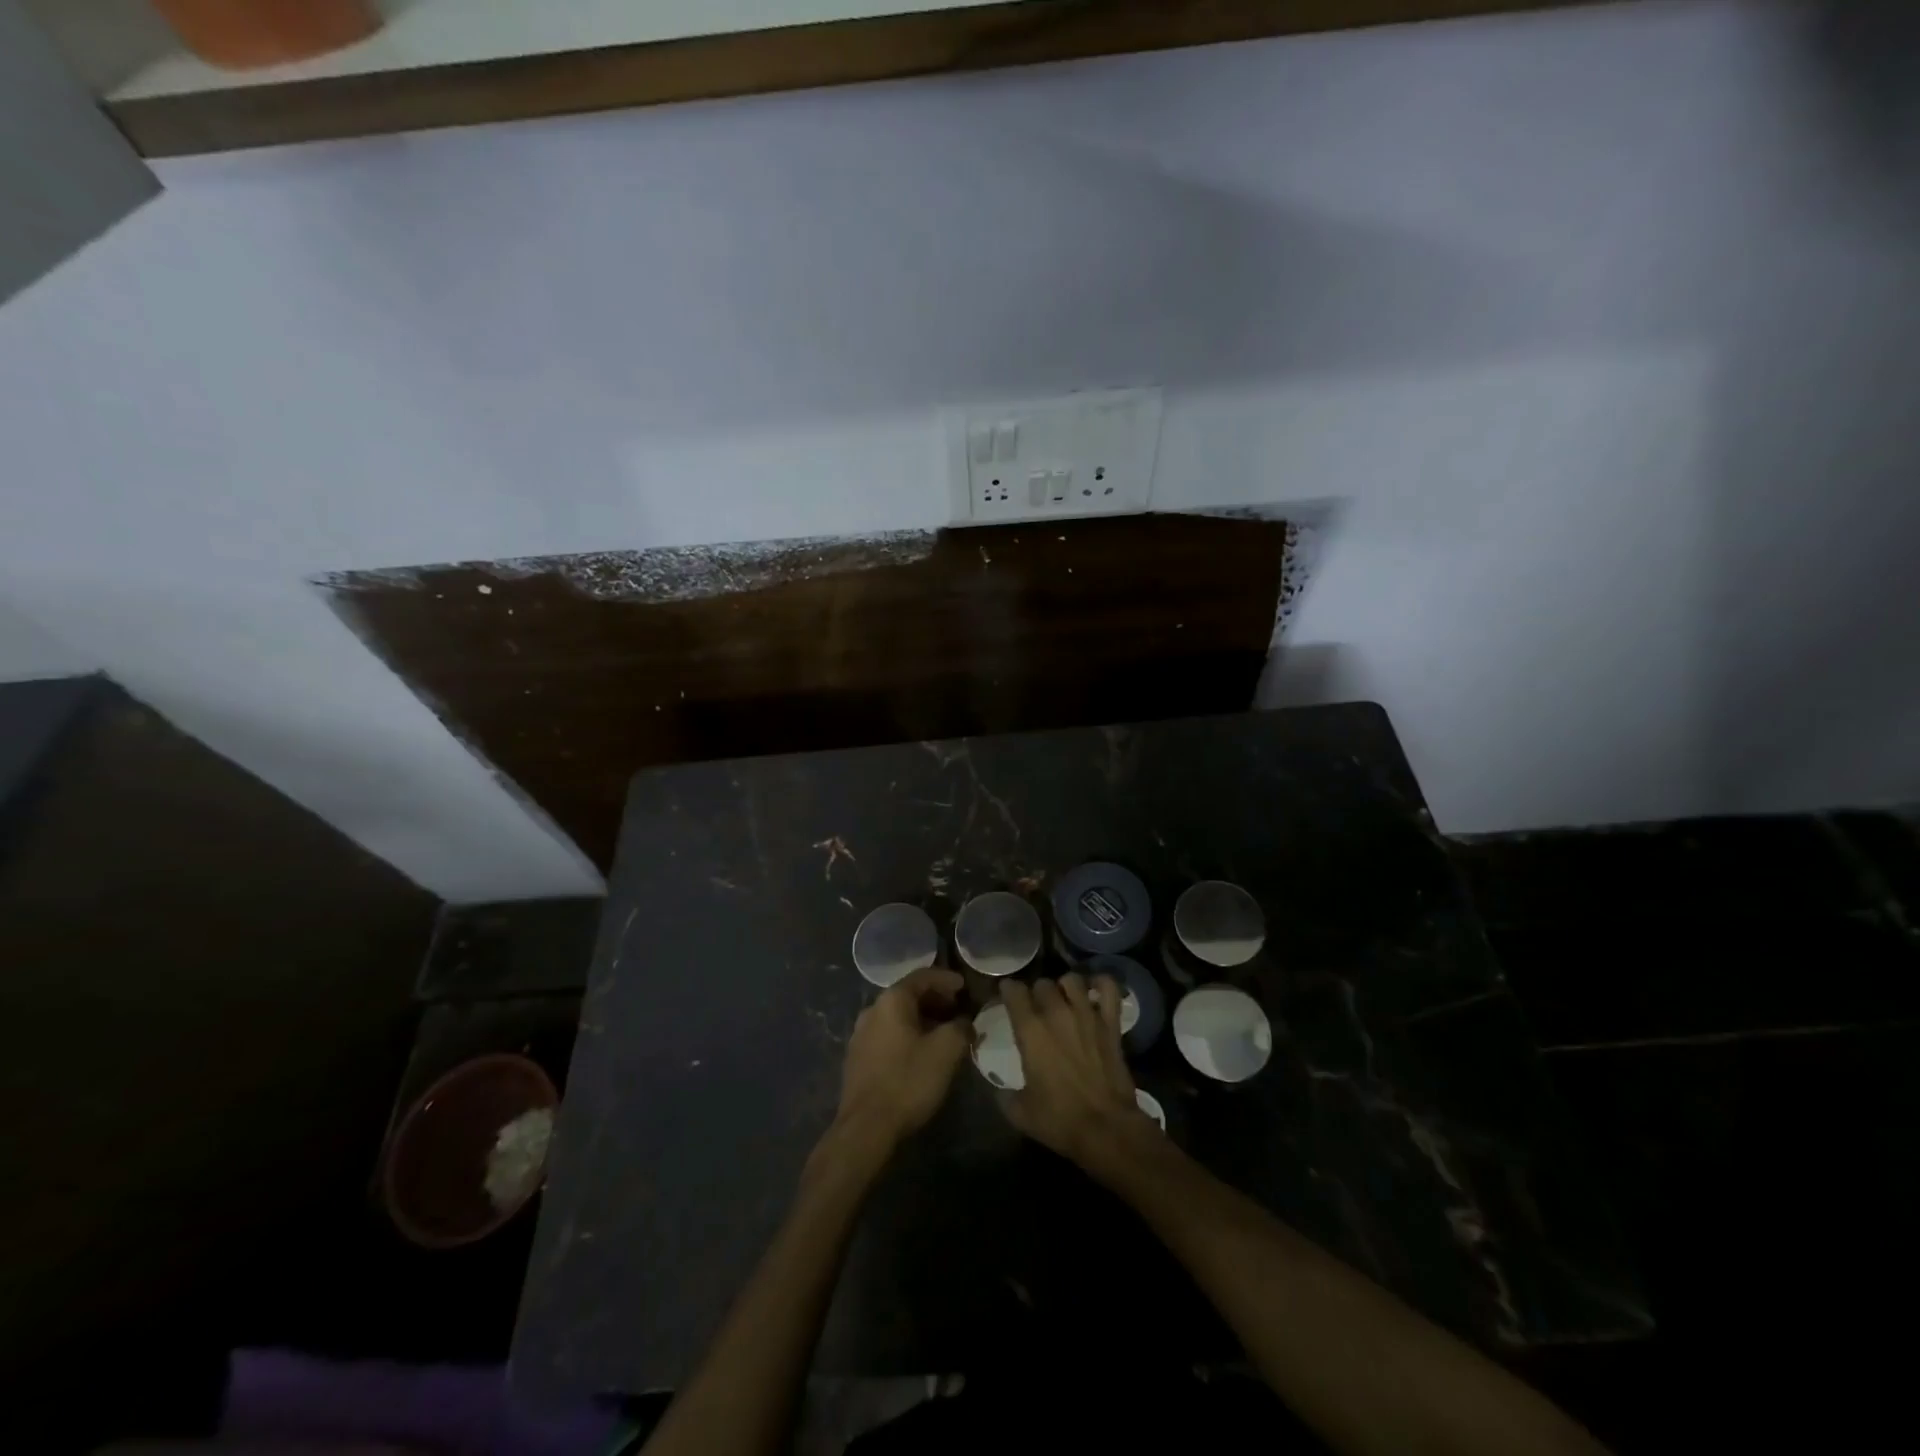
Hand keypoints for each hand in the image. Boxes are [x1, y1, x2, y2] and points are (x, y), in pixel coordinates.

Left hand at [835, 967, 973, 1150]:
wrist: (866, 1127)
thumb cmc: (908, 1080)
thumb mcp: (946, 1051)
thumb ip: (961, 1028)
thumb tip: (965, 1022)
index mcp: (892, 1000)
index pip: (922, 976)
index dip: (946, 979)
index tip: (965, 987)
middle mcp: (872, 1010)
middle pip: (908, 995)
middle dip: (936, 999)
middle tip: (958, 1010)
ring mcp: (860, 1035)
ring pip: (897, 1016)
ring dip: (922, 1019)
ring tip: (944, 1033)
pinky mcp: (857, 1058)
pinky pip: (888, 1035)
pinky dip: (908, 1035)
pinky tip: (921, 1053)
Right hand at [1000, 972, 1149, 1169]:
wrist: (1106, 1129)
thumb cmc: (1059, 1120)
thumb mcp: (1019, 1112)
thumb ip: (1003, 1093)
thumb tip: (998, 1087)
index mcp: (1030, 1030)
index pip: (1013, 991)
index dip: (1008, 991)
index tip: (1007, 997)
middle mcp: (1056, 1013)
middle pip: (1042, 983)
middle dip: (1036, 992)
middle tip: (1036, 1008)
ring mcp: (1087, 1014)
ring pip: (1072, 980)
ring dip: (1064, 987)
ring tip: (1064, 1000)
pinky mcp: (1111, 1023)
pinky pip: (1109, 988)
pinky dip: (1102, 985)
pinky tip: (1095, 992)